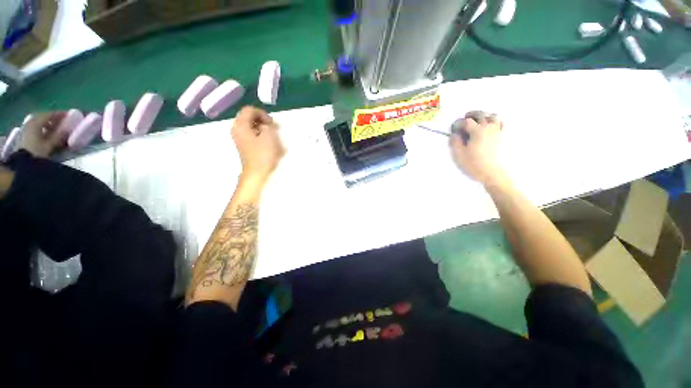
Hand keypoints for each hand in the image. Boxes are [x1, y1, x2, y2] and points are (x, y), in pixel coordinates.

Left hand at [18, 112, 67, 158]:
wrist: (23, 162)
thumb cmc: (37, 151)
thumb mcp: (50, 144)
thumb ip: (59, 135)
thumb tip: (68, 128)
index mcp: (36, 121)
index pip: (50, 114)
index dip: (60, 114)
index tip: (70, 115)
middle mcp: (30, 122)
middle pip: (44, 117)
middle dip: (54, 119)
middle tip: (64, 122)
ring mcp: (26, 128)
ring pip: (40, 123)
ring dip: (48, 124)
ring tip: (57, 129)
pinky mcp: (25, 134)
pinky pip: (36, 128)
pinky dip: (43, 129)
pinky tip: (48, 134)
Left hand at [231, 106, 284, 180]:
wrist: (257, 173)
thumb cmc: (264, 154)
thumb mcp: (270, 136)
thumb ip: (268, 124)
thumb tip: (266, 124)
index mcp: (241, 125)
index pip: (250, 110)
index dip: (263, 114)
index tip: (272, 123)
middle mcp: (237, 129)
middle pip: (249, 118)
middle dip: (263, 121)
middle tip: (274, 129)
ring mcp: (239, 138)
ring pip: (251, 127)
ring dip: (263, 129)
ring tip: (273, 137)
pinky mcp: (244, 146)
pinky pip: (252, 135)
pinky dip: (260, 136)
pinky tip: (268, 143)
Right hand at [449, 111, 506, 185]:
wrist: (493, 173)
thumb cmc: (474, 164)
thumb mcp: (458, 154)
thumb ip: (454, 142)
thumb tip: (454, 134)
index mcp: (477, 131)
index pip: (466, 121)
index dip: (457, 123)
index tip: (453, 129)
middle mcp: (489, 127)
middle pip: (480, 114)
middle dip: (471, 115)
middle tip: (464, 119)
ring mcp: (498, 131)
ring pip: (492, 116)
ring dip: (483, 116)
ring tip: (477, 121)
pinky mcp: (502, 137)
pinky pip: (501, 123)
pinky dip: (494, 121)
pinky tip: (490, 126)